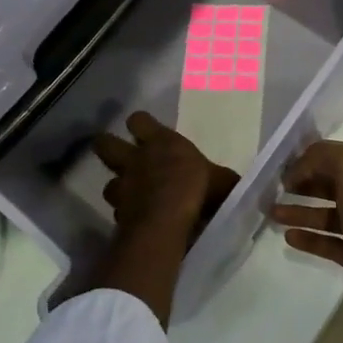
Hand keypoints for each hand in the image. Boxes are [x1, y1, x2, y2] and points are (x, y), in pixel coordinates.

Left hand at [92, 111, 239, 248]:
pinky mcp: (118, 214)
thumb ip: (225, 181)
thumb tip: (237, 185)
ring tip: (130, 195)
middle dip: (109, 147)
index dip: (140, 124)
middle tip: (121, 156)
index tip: (146, 130)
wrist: (166, 222)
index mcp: (161, 142)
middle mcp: (136, 160)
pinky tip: (137, 221)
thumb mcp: (223, 181)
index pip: (138, 120)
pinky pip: (118, 212)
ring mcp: (123, 187)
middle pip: (105, 143)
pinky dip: (125, 215)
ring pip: (108, 183)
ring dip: (118, 188)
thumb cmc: (197, 190)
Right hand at [274, 140, 342, 332]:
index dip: (310, 159)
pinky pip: (327, 242)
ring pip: (326, 215)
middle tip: (274, 190)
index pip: (337, 157)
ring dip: (299, 211)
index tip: (283, 168)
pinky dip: (308, 238)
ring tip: (272, 213)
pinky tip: (288, 237)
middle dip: (302, 184)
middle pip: (331, 185)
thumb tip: (300, 169)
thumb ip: (325, 157)